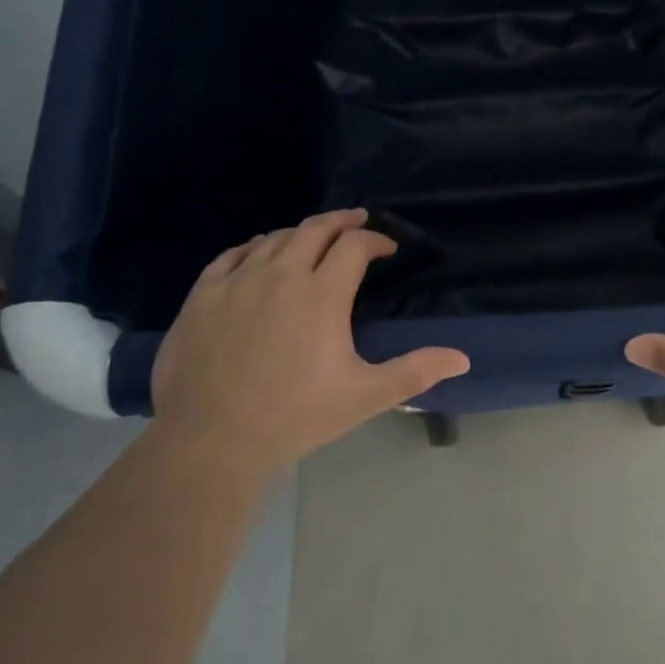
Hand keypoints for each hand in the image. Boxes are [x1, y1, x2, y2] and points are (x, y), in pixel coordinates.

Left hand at [151, 209, 469, 476]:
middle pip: (315, 229)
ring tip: (313, 239)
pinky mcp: (202, 296)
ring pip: (274, 239)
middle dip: (342, 222)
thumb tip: (462, 359)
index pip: (355, 246)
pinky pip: (231, 255)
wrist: (211, 441)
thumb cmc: (295, 416)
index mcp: (322, 294)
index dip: (376, 241)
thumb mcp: (364, 396)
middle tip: (357, 222)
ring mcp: (237, 282)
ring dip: (300, 234)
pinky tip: (259, 252)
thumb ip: (415, 371)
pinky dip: (253, 247)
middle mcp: (280, 274)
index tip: (387, 250)